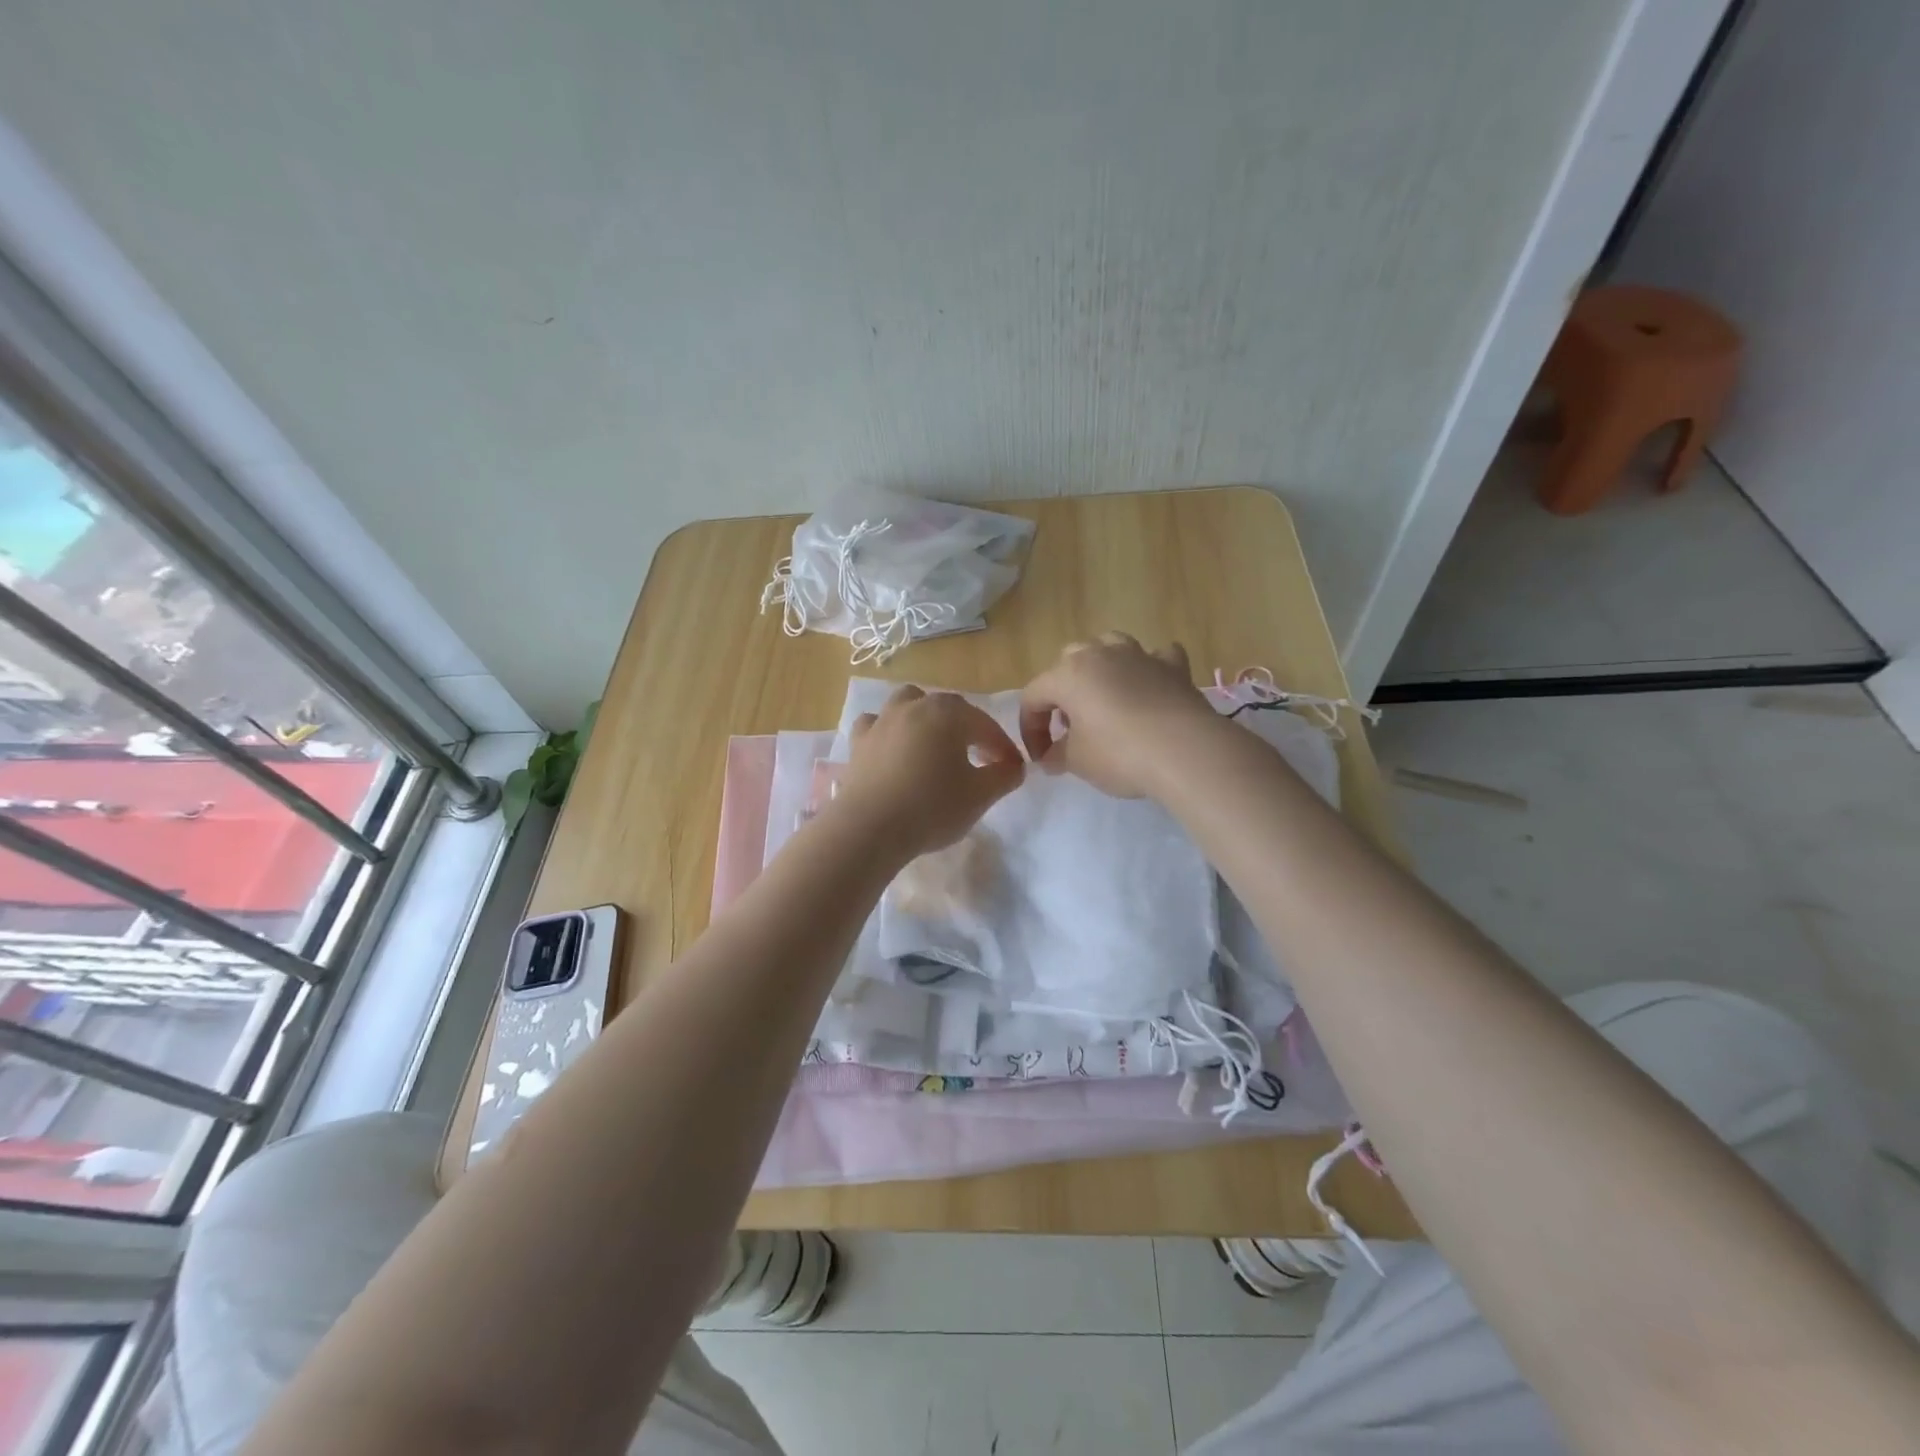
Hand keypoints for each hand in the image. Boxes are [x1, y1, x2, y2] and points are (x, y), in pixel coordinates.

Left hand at [834, 685, 1024, 860]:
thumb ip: (1004, 776)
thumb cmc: (931, 808)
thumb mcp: (980, 796)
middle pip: (949, 710)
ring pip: (909, 704)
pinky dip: (889, 731)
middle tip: (980, 759)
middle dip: (969, 730)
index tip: (1012, 768)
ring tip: (935, 744)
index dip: (1002, 746)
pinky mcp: (858, 742)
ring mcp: (882, 721)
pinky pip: (877, 725)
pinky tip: (894, 748)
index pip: (985, 725)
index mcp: (948, 713)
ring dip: (926, 718)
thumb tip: (1013, 766)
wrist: (869, 828)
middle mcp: (914, 706)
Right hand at [1018, 633, 1219, 798]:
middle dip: (1063, 692)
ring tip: (1104, 698)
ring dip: (1101, 667)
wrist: (1186, 751)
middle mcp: (1100, 654)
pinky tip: (1151, 686)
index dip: (1030, 729)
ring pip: (1109, 645)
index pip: (1033, 696)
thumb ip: (1056, 755)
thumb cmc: (1119, 754)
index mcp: (1068, 674)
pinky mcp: (1173, 666)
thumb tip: (1049, 757)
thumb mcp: (1077, 762)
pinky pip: (1156, 657)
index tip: (1040, 758)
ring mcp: (1139, 655)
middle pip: (1068, 662)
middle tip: (1069, 727)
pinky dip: (1149, 668)